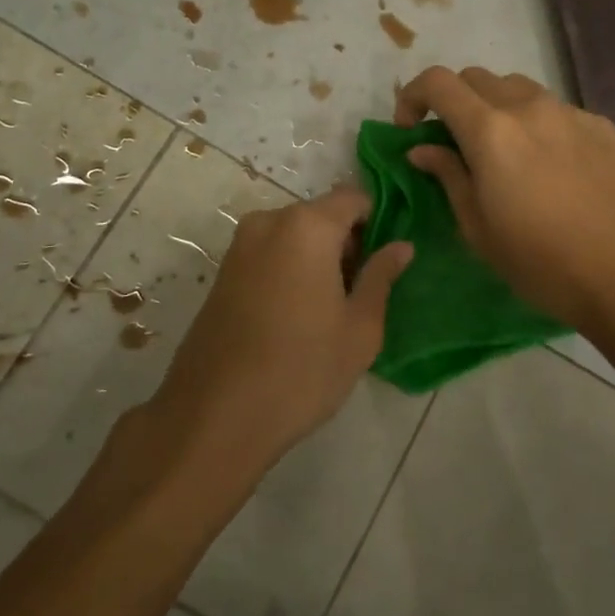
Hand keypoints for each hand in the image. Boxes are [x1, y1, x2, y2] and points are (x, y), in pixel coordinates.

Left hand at [147, 186, 412, 476]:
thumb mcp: (359, 328)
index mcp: (307, 226)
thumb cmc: (301, 369)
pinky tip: (295, 317)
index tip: (385, 260)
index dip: (377, 222)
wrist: (214, 417)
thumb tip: (401, 246)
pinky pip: (269, 254)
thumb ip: (381, 277)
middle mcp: (269, 222)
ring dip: (317, 259)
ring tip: (328, 311)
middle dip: (346, 243)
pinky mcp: (222, 272)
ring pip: (294, 236)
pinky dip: (289, 270)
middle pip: (322, 215)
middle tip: (361, 293)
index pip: (354, 198)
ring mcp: (239, 246)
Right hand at [394, 66, 614, 330]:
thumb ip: (447, 175)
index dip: (414, 97)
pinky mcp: (601, 125)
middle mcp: (529, 107)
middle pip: (476, 78)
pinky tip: (549, 165)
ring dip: (496, 107)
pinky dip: (536, 124)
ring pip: (518, 88)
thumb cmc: (539, 262)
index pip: (438, 82)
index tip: (411, 129)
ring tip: (503, 149)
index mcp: (490, 131)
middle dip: (454, 102)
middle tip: (454, 142)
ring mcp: (569, 112)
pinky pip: (556, 109)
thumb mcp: (477, 227)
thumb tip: (422, 148)